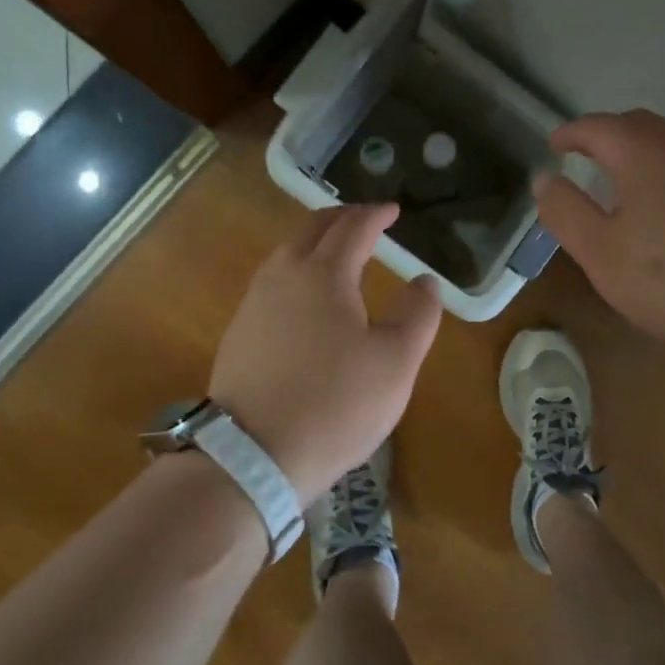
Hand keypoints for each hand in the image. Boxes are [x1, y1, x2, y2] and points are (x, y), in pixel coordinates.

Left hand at [210, 203, 442, 503]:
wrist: (253, 455)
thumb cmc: (336, 403)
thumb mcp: (396, 362)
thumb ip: (418, 314)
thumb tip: (425, 280)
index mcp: (324, 273)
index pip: (354, 227)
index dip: (376, 215)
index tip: (393, 210)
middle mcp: (284, 275)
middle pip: (313, 229)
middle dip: (343, 217)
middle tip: (366, 219)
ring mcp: (255, 302)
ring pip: (288, 252)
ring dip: (316, 241)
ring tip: (338, 252)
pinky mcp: (240, 330)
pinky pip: (273, 280)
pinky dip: (298, 269)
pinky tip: (306, 295)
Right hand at [534, 109, 664, 356]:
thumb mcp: (600, 252)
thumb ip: (566, 211)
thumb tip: (544, 178)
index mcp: (643, 156)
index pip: (599, 126)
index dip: (571, 132)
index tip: (553, 146)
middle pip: (638, 125)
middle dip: (606, 134)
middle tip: (583, 158)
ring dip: (637, 154)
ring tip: (618, 186)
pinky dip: (662, 173)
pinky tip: (662, 213)